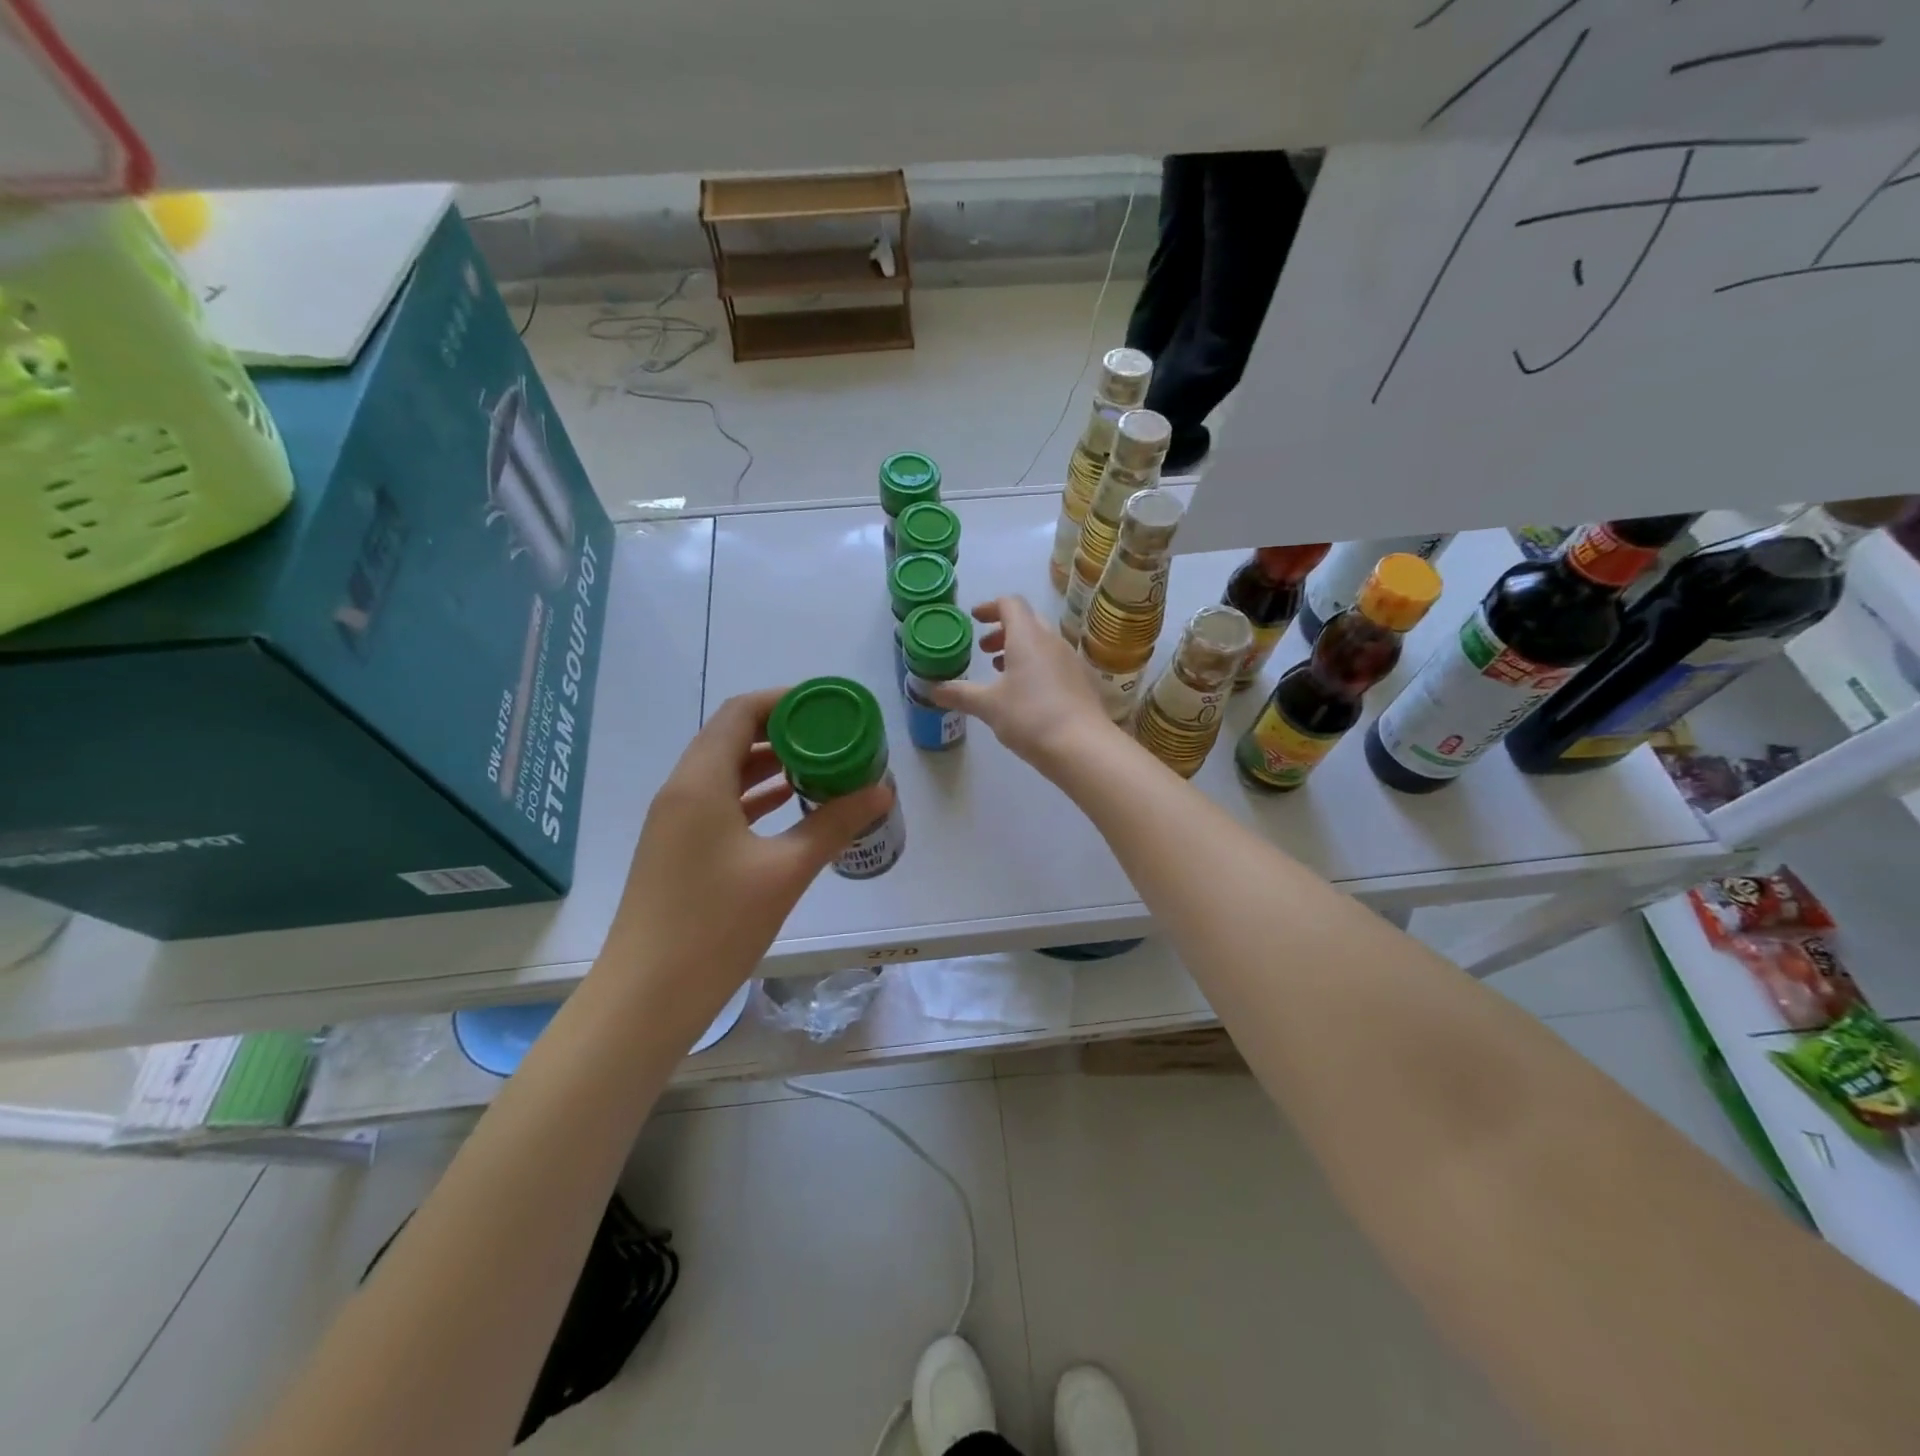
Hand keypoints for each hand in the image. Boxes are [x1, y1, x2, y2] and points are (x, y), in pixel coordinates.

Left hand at [604, 689, 892, 1020]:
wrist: (646, 997)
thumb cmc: (714, 926)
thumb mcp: (785, 871)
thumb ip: (833, 825)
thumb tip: (881, 791)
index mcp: (700, 782)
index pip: (740, 713)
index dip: (785, 701)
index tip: (829, 707)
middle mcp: (681, 791)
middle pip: (732, 738)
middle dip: (784, 732)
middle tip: (834, 737)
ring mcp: (676, 822)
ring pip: (726, 772)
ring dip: (771, 764)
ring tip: (822, 765)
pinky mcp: (678, 849)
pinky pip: (721, 803)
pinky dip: (756, 796)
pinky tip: (791, 805)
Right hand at [928, 596, 1116, 771]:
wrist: (1083, 747)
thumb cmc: (1030, 717)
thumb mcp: (988, 706)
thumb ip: (959, 694)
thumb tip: (932, 689)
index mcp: (1028, 637)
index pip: (1010, 604)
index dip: (990, 607)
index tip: (975, 619)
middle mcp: (1052, 641)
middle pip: (1028, 621)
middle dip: (1003, 630)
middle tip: (984, 650)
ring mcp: (1071, 661)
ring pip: (1042, 643)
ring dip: (1020, 650)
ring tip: (1001, 672)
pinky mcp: (1082, 682)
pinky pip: (1055, 662)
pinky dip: (1036, 666)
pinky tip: (1027, 694)